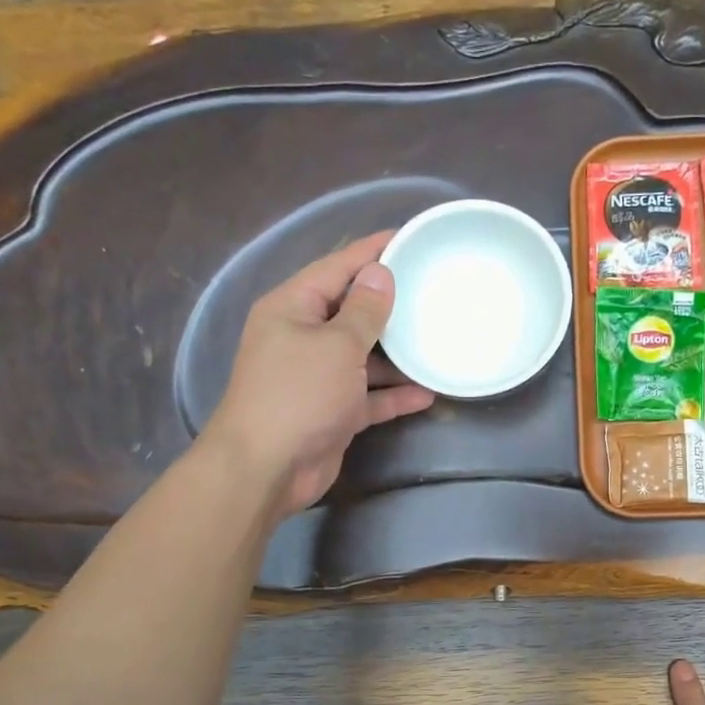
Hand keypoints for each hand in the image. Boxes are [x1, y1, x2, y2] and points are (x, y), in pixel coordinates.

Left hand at [202, 232, 435, 516]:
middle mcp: (303, 337)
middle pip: (352, 312)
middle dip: (391, 305)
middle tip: (433, 290)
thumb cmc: (299, 394)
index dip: (372, 251)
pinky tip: (427, 393)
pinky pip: (368, 396)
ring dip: (397, 356)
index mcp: (293, 307)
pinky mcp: (332, 411)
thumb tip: (380, 274)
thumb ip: (364, 311)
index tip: (409, 237)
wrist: (267, 468)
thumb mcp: (337, 345)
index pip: (337, 267)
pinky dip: (393, 395)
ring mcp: (317, 377)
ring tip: (437, 343)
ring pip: (364, 357)